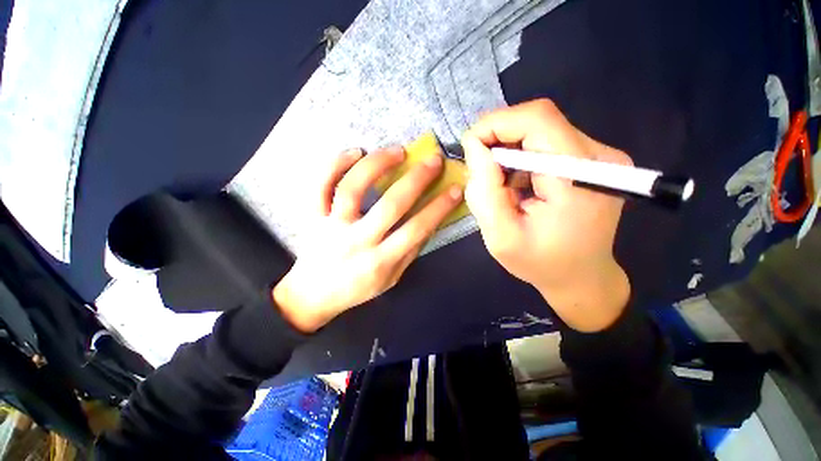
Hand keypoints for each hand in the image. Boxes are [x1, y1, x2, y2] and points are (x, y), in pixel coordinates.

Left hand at [273, 146, 462, 332]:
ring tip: (397, 151)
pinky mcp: (312, 216)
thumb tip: (430, 221)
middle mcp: (357, 242)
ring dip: (377, 164)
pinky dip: (335, 164)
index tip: (455, 188)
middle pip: (390, 205)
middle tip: (433, 159)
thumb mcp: (391, 278)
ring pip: (352, 188)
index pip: (416, 229)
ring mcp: (331, 226)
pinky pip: (319, 185)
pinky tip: (354, 152)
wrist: (312, 297)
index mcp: (380, 261)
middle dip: (416, 179)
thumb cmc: (357, 289)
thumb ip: (410, 251)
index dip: (439, 207)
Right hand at [462, 99, 630, 331]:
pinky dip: (521, 159)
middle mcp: (598, 156)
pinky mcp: (592, 161)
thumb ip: (484, 191)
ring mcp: (599, 157)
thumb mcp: (501, 237)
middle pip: (537, 122)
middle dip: (498, 140)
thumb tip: (475, 148)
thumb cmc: (541, 263)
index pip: (537, 119)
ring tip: (501, 186)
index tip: (470, 147)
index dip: (496, 124)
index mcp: (579, 176)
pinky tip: (517, 185)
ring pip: (539, 132)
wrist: (583, 278)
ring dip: (509, 153)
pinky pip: (546, 144)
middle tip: (480, 170)